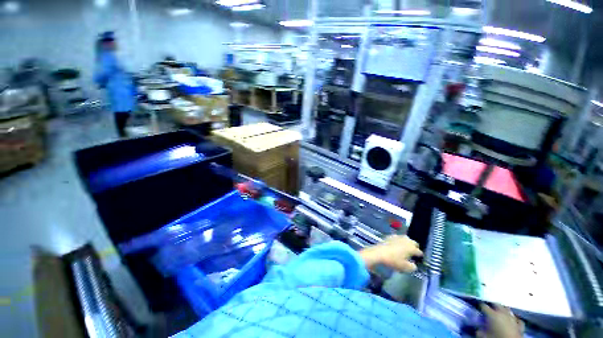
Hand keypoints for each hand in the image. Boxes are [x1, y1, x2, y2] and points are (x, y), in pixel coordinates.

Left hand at [360, 235, 422, 272]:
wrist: (379, 253)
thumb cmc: (393, 260)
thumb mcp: (405, 267)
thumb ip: (412, 267)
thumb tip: (414, 265)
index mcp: (411, 248)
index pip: (419, 252)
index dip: (420, 256)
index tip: (419, 259)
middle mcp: (406, 240)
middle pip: (414, 243)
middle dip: (414, 247)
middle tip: (412, 253)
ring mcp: (398, 237)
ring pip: (406, 239)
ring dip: (407, 243)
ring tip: (405, 248)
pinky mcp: (390, 236)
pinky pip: (397, 238)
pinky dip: (399, 241)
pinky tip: (396, 244)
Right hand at [478, 303, 523, 337]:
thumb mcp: (484, 335)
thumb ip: (479, 330)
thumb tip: (477, 328)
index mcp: (492, 314)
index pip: (483, 306)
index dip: (480, 305)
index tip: (477, 305)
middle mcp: (503, 313)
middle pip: (497, 304)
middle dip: (492, 304)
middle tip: (488, 305)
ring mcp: (513, 318)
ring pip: (508, 309)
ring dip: (504, 309)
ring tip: (500, 311)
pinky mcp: (519, 325)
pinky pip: (517, 319)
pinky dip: (515, 318)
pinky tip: (513, 319)